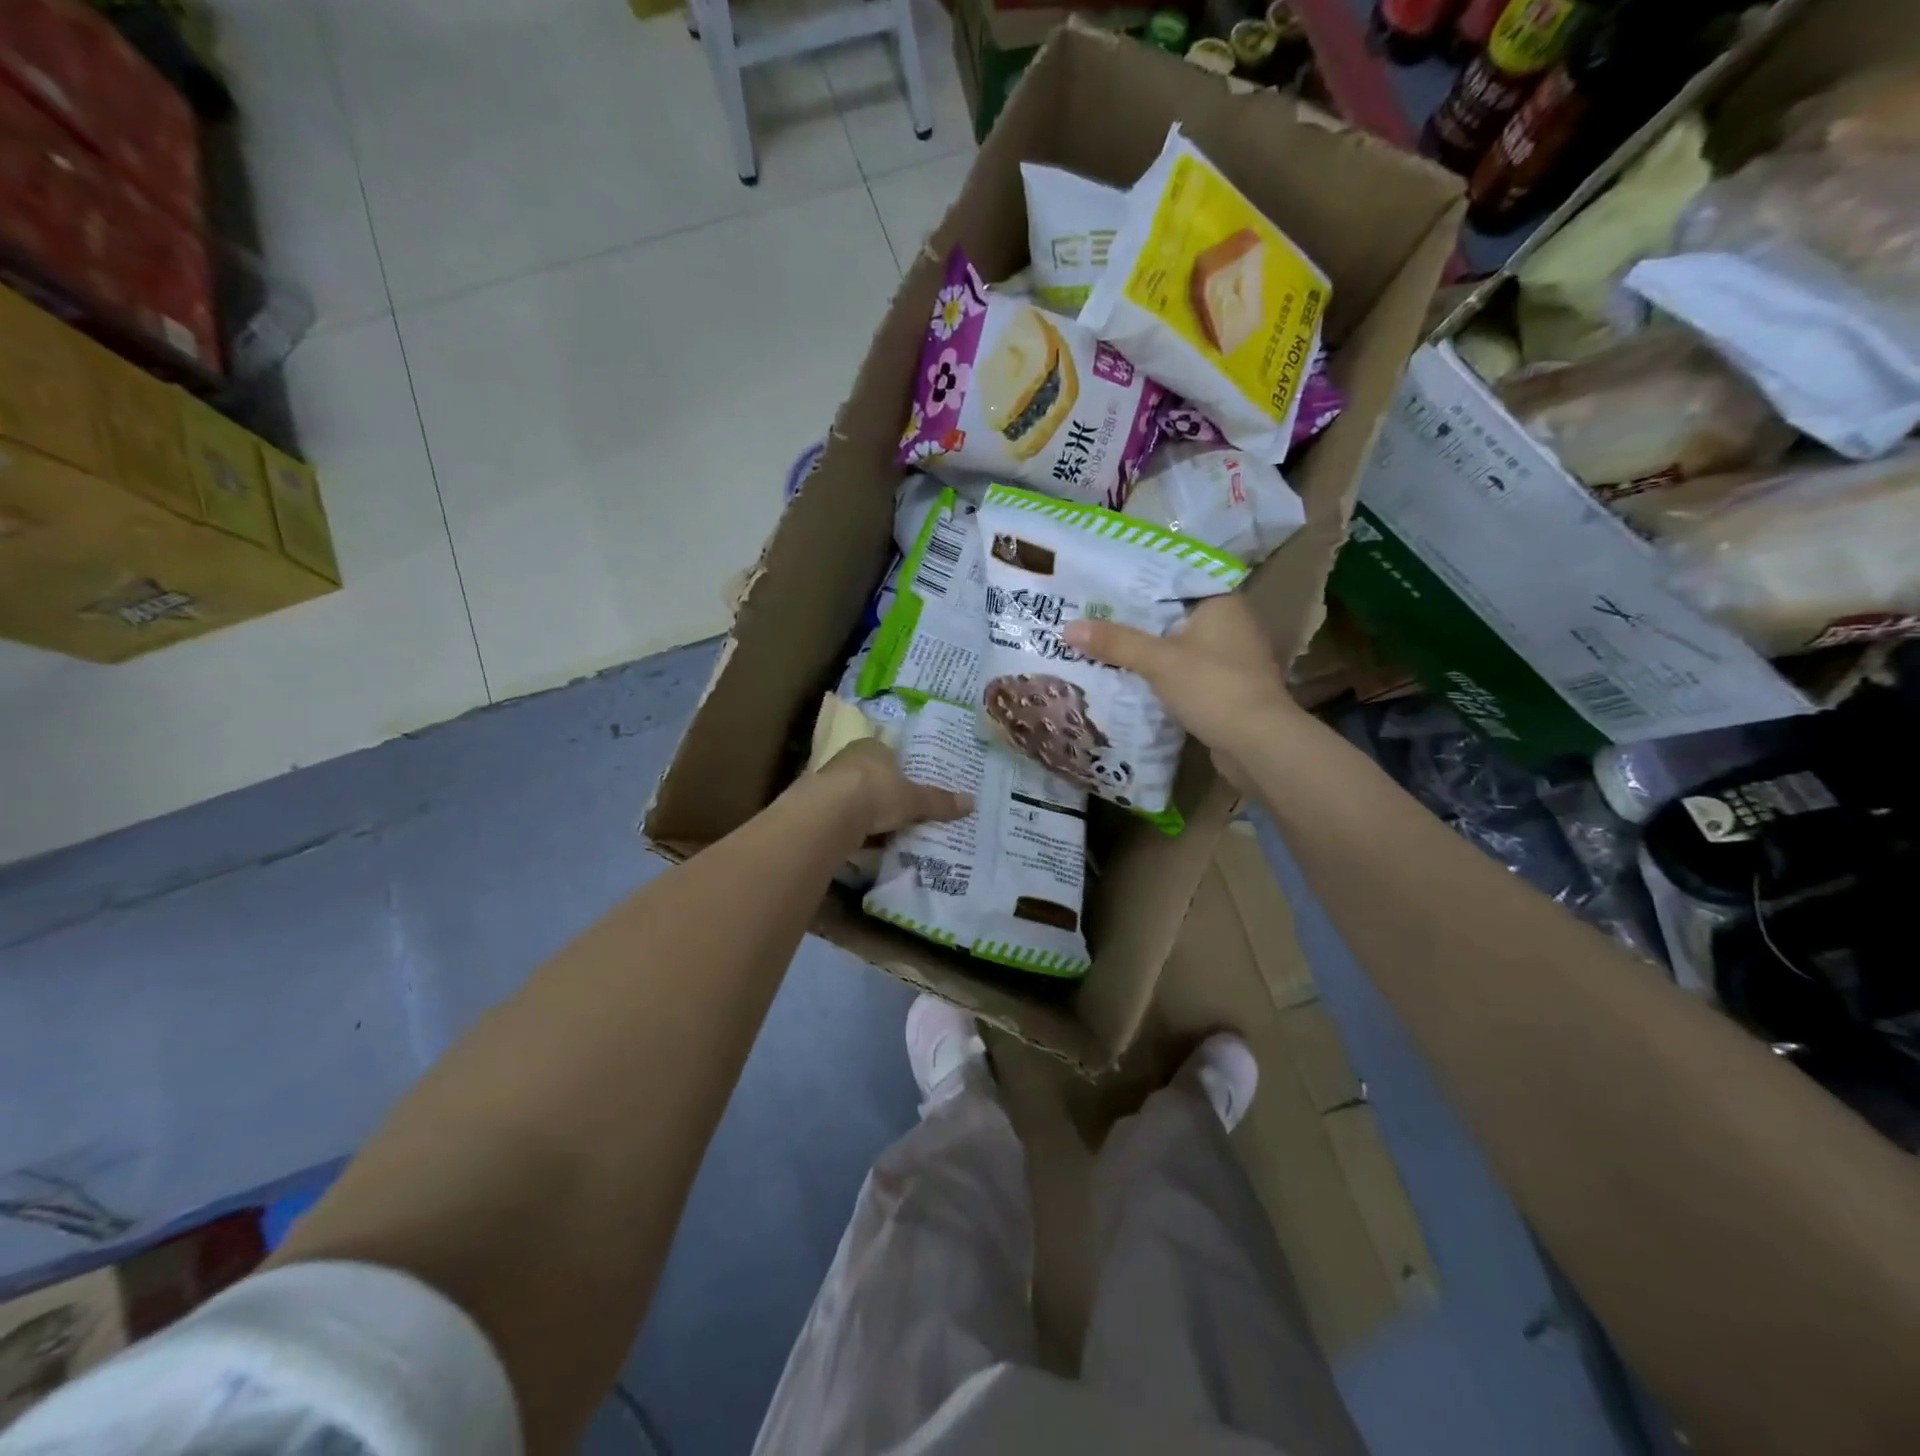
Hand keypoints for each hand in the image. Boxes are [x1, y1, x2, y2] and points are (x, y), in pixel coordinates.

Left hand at [815, 737, 972, 837]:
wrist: (828, 814)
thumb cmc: (876, 792)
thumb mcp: (913, 800)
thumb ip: (938, 802)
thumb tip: (972, 802)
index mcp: (872, 747)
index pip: (890, 754)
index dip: (902, 770)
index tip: (912, 788)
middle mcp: (848, 758)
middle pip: (872, 775)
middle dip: (885, 793)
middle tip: (903, 812)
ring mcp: (828, 781)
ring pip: (854, 796)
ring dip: (866, 812)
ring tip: (886, 831)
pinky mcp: (816, 807)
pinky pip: (841, 816)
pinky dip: (852, 827)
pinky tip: (862, 842)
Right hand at [1063, 594, 1296, 781]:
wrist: (1258, 743)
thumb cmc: (1213, 687)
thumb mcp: (1158, 660)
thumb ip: (1116, 642)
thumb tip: (1067, 627)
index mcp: (1222, 603)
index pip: (1175, 580)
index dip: (1138, 583)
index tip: (1103, 585)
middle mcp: (1232, 624)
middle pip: (1174, 614)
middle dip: (1136, 619)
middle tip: (1093, 615)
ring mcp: (1232, 658)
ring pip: (1179, 645)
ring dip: (1148, 649)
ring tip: (1104, 644)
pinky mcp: (1227, 687)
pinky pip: (1186, 672)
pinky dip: (1162, 674)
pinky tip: (1131, 677)